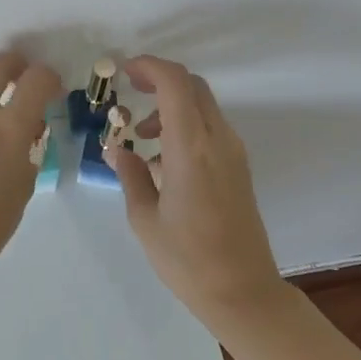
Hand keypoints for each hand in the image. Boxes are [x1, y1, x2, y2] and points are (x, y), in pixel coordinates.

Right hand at [107, 56, 286, 323]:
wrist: (243, 293)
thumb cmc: (188, 259)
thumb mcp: (145, 218)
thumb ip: (130, 174)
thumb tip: (116, 148)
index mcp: (191, 148)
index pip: (175, 83)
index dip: (149, 66)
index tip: (125, 72)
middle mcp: (218, 140)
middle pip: (192, 86)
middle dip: (160, 80)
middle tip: (131, 92)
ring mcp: (234, 152)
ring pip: (203, 105)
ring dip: (172, 105)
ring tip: (143, 137)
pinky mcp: (240, 167)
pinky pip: (211, 127)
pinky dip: (186, 124)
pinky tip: (165, 159)